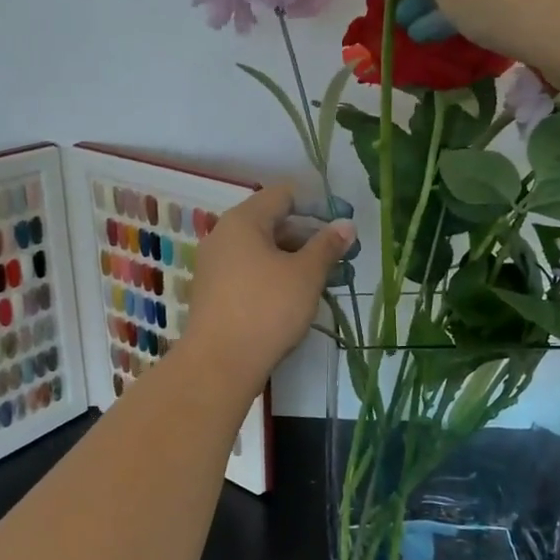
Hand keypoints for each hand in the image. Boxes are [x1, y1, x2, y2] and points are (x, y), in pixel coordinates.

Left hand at [182, 185, 354, 388]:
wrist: (219, 363)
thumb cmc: (267, 309)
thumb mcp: (306, 275)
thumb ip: (327, 246)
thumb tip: (346, 225)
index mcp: (243, 221)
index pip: (283, 195)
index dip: (316, 206)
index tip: (340, 228)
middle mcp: (223, 235)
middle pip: (271, 222)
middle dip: (307, 237)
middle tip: (338, 258)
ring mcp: (215, 265)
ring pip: (261, 250)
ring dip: (293, 259)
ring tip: (322, 280)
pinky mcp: (213, 292)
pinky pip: (249, 271)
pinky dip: (273, 276)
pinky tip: (294, 297)